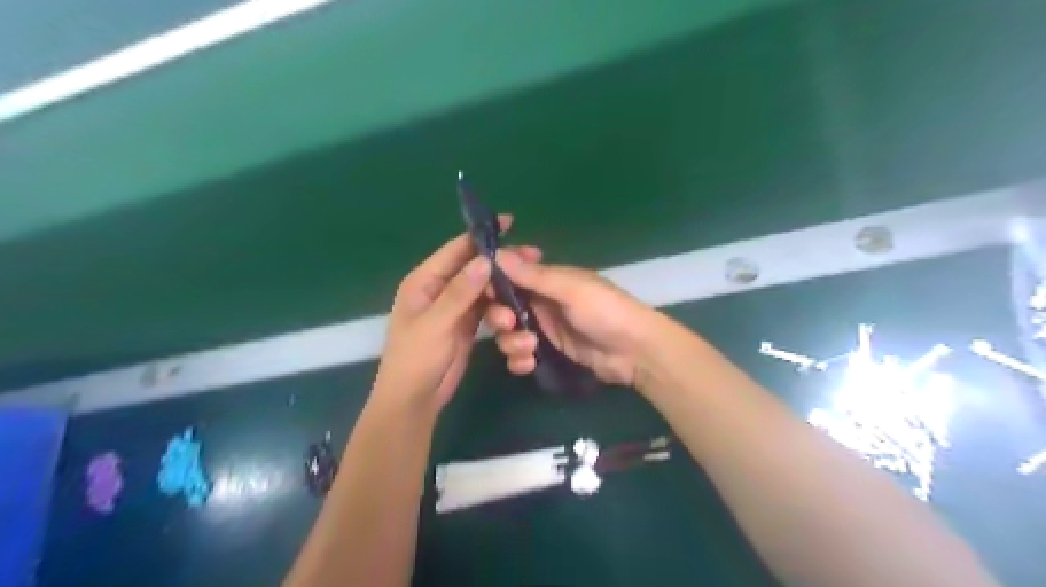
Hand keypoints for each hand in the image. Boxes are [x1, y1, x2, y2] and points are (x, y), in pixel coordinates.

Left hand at [373, 216, 543, 413]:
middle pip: (475, 268)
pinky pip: (487, 310)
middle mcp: (440, 289)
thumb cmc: (416, 359)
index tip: (510, 223)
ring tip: (520, 308)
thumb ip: (460, 292)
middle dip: (501, 266)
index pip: (456, 250)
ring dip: (503, 295)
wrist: (415, 400)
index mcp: (424, 281)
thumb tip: (485, 259)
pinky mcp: (466, 325)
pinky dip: (500, 311)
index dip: (481, 236)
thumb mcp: (436, 324)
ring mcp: (454, 308)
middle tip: (533, 257)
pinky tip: (516, 315)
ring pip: (484, 290)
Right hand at [485, 249, 659, 388]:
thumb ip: (534, 276)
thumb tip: (495, 254)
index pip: (509, 276)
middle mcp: (541, 302)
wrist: (635, 351)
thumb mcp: (571, 289)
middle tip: (509, 324)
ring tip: (530, 349)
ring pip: (509, 333)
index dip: (493, 284)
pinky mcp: (548, 353)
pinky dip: (520, 360)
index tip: (483, 293)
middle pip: (502, 307)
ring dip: (511, 342)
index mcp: (547, 280)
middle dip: (499, 317)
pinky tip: (529, 364)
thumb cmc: (606, 311)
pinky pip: (521, 355)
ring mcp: (544, 329)